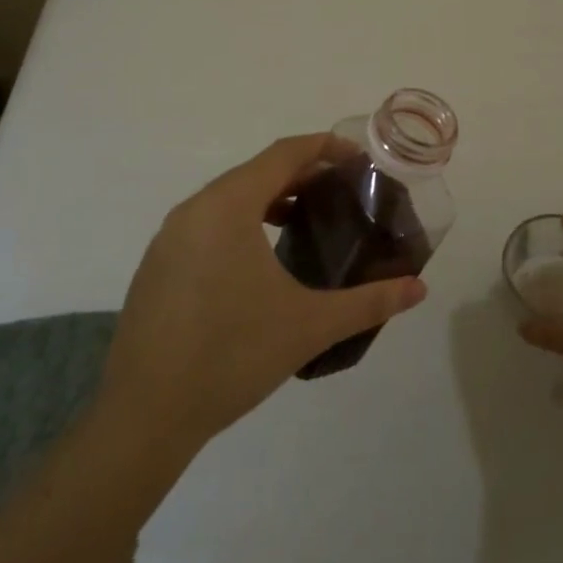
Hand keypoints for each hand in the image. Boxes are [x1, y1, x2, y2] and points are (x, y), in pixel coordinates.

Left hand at [95, 135, 426, 456]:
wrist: (144, 416)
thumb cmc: (232, 356)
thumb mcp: (309, 325)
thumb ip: (369, 302)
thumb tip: (419, 289)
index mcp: (228, 205)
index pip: (284, 154)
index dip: (324, 147)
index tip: (358, 157)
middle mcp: (194, 209)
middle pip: (256, 171)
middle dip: (301, 173)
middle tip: (341, 190)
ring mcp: (169, 238)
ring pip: (228, 198)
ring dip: (269, 198)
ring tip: (306, 219)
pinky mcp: (157, 266)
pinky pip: (207, 223)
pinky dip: (241, 222)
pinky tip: (260, 260)